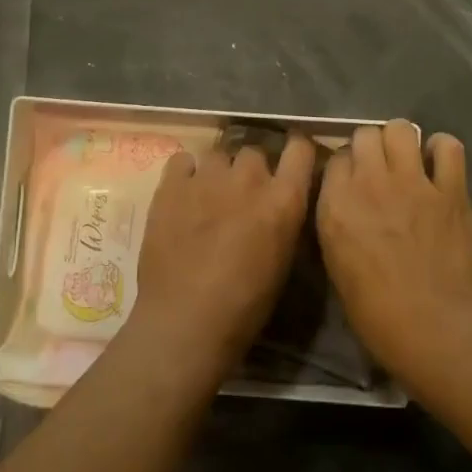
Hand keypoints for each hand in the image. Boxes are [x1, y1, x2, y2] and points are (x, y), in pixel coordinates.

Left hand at [128, 135, 317, 384]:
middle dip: (250, 171)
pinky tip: (182, 195)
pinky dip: (186, 173)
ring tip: (208, 198)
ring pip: (219, 155)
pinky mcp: (171, 186)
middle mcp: (249, 178)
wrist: (186, 321)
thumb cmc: (245, 305)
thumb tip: (278, 204)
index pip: (300, 150)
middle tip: (241, 197)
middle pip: (254, 152)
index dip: (295, 152)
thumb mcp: (282, 260)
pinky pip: (183, 161)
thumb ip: (283, 219)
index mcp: (284, 200)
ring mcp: (208, 178)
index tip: (289, 162)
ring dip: (218, 172)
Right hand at [316, 121, 471, 379]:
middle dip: (370, 147)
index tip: (353, 181)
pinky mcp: (450, 190)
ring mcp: (412, 182)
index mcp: (336, 203)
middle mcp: (370, 182)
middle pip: (365, 134)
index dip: (346, 166)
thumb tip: (347, 202)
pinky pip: (449, 147)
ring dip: (401, 140)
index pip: (335, 157)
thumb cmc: (374, 310)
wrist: (430, 325)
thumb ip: (338, 221)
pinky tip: (440, 163)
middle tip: (380, 169)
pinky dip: (442, 149)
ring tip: (407, 160)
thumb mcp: (336, 261)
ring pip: (401, 129)